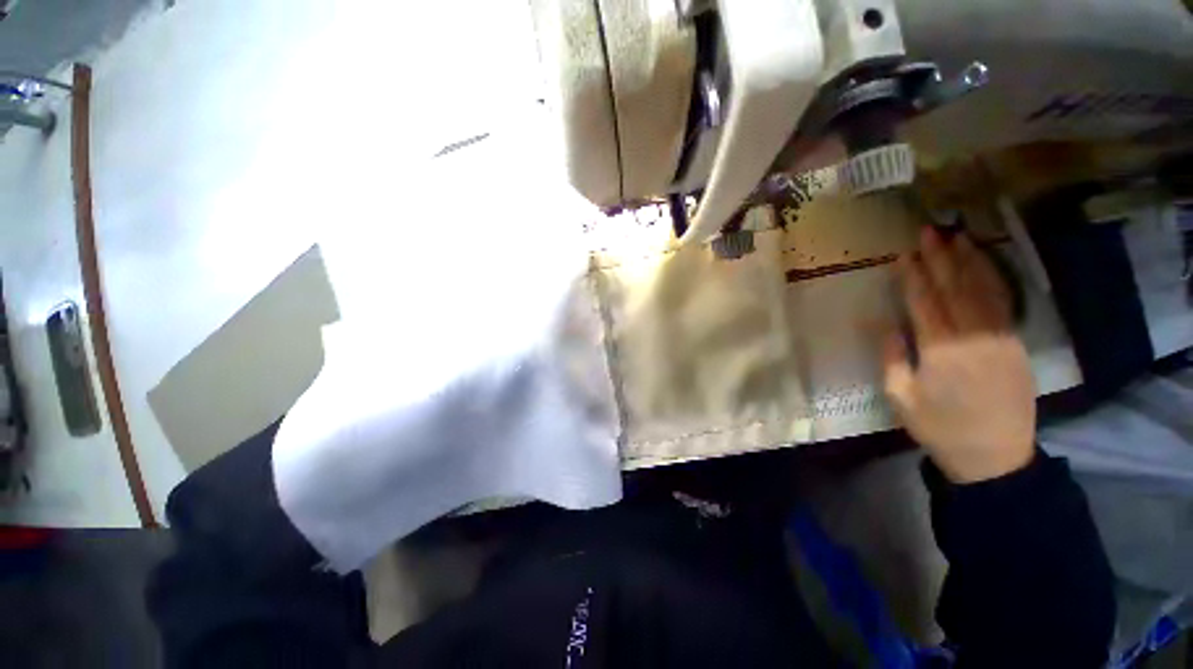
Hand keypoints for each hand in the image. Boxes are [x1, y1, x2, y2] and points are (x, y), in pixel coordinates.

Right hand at [883, 228, 1036, 483]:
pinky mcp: (1015, 344)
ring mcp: (1000, 338)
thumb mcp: (901, 398)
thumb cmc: (939, 427)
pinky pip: (1003, 304)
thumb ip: (891, 357)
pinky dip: (993, 280)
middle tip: (929, 231)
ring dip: (969, 261)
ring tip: (958, 237)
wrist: (995, 456)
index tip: (902, 255)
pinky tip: (984, 265)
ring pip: (984, 290)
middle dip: (940, 258)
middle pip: (954, 288)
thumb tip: (883, 323)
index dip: (912, 277)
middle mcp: (972, 337)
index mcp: (939, 351)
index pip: (924, 303)